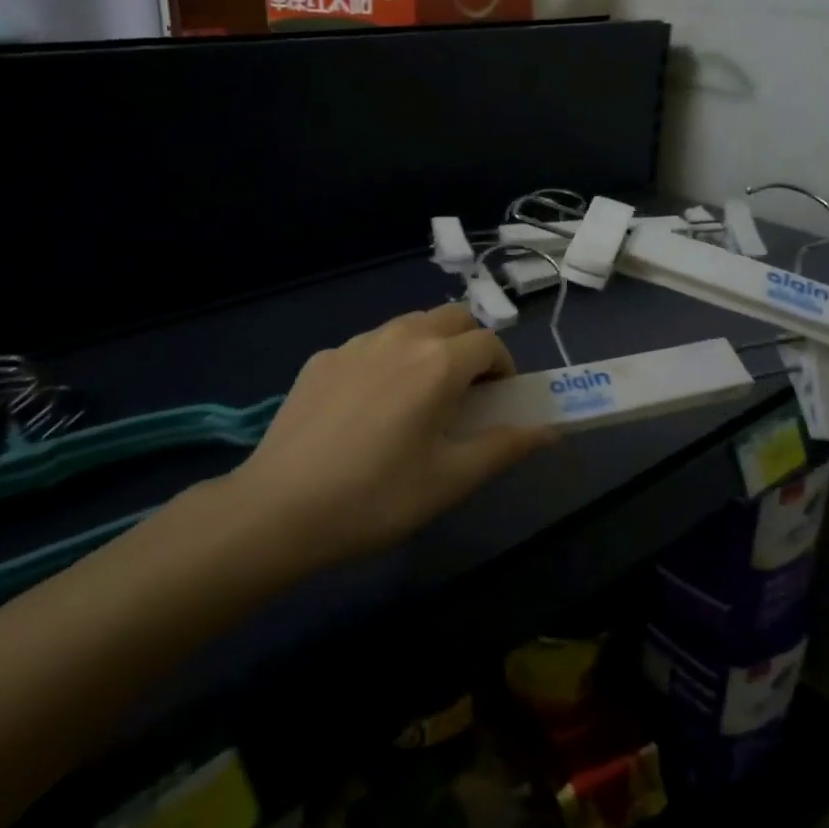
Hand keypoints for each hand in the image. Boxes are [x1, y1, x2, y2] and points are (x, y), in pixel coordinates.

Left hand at [229, 303, 555, 563]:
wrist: (279, 509)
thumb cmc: (378, 497)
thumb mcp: (451, 479)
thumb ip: (505, 446)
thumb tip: (549, 431)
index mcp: (438, 362)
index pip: (490, 343)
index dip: (504, 368)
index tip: (499, 401)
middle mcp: (399, 337)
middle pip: (451, 318)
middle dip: (470, 345)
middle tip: (465, 392)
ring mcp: (354, 344)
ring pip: (408, 326)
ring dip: (429, 347)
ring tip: (417, 397)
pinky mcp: (320, 359)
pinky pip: (369, 346)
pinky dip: (386, 361)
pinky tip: (367, 408)